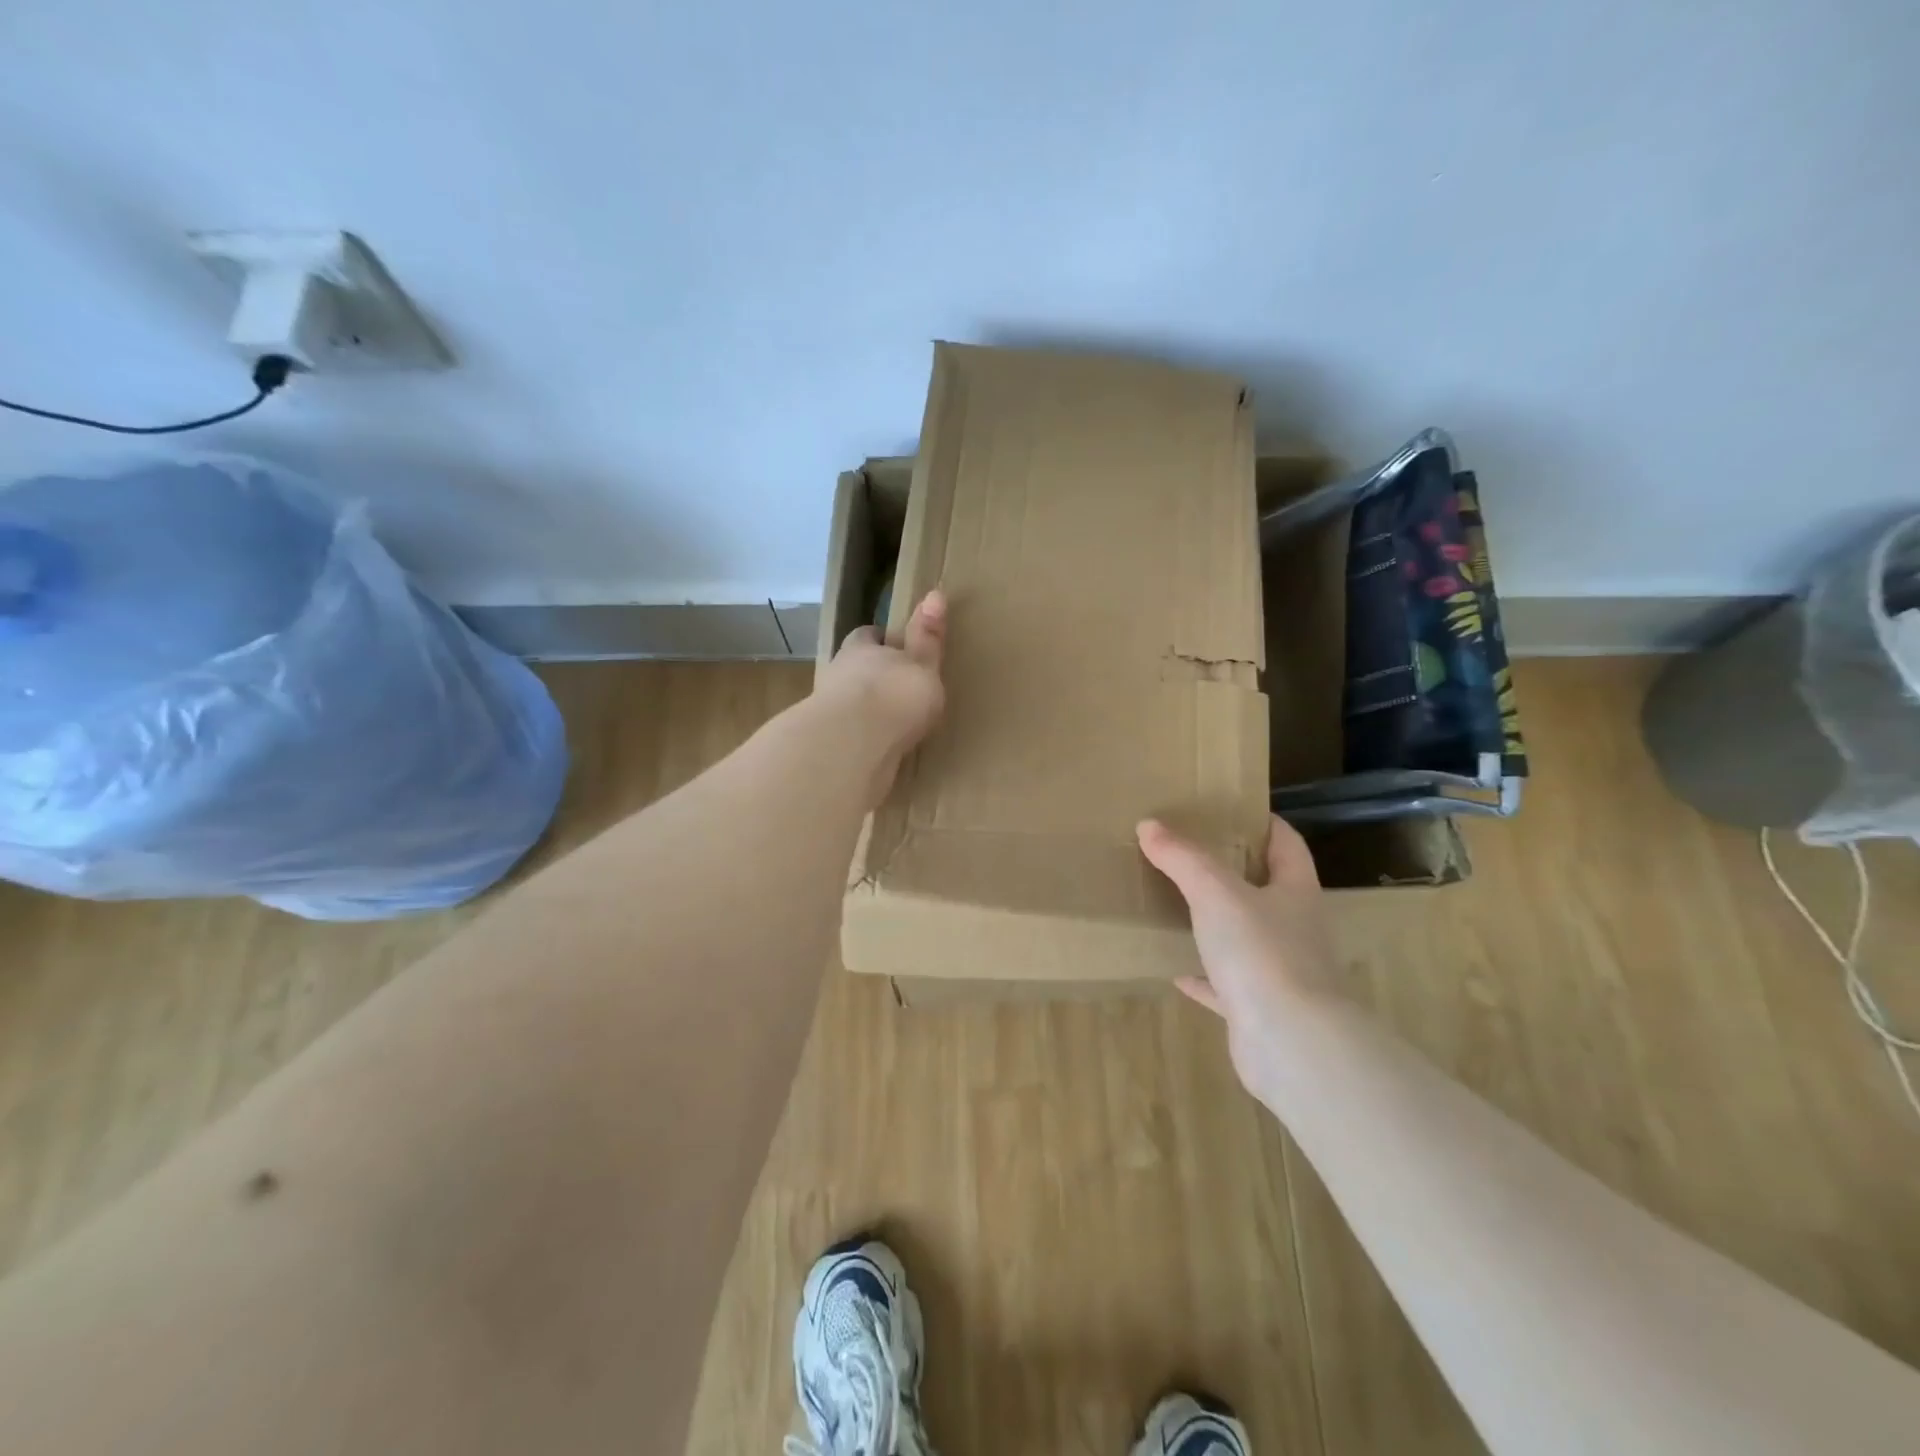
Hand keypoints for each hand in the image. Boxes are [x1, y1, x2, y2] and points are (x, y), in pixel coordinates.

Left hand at [815, 591, 946, 801]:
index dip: (879, 639)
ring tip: (888, 723)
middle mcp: (839, 675)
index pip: (866, 636)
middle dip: (870, 676)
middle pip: (853, 668)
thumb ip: (927, 637)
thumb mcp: (922, 664)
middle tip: (894, 687)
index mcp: (861, 650)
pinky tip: (877, 749)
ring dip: (863, 710)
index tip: (894, 646)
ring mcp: (829, 711)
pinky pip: (848, 736)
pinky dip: (860, 739)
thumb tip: (935, 593)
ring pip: (847, 703)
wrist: (854, 745)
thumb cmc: (894, 695)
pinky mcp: (829, 743)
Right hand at [1137, 815, 1340, 1095]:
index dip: (1266, 825)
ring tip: (1180, 907)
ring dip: (1218, 925)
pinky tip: (1176, 971)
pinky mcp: (1260, 1009)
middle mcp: (1295, 929)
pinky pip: (1227, 986)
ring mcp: (1280, 972)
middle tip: (1193, 855)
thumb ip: (1183, 858)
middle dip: (1236, 873)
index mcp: (1296, 893)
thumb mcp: (1215, 892)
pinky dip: (1204, 977)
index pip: (1287, 846)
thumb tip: (1149, 826)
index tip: (1235, 810)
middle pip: (1269, 891)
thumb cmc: (1262, 952)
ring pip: (1247, 939)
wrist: (1290, 1043)